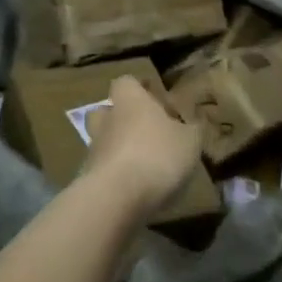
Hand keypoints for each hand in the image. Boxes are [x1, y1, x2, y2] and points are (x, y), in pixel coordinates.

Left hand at [82, 76, 203, 218]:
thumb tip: (193, 124)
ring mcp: (94, 150)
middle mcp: (107, 121)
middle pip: (105, 110)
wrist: (116, 199)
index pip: (126, 82)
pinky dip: (116, 175)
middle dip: (121, 118)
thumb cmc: (157, 155)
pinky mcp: (88, 179)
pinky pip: (103, 170)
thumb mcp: (190, 141)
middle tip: (144, 129)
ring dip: (119, 149)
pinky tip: (135, 188)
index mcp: (130, 102)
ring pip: (104, 141)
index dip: (139, 88)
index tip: (154, 97)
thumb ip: (192, 129)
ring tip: (143, 164)